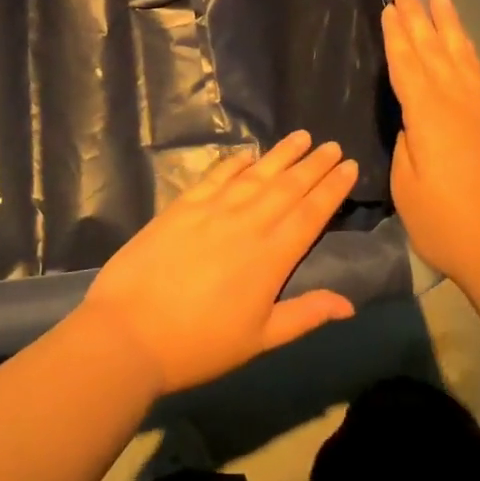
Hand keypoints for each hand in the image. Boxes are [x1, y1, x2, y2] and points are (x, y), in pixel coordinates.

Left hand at [80, 131, 359, 394]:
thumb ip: (305, 315)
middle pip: (288, 186)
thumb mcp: (260, 339)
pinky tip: (248, 154)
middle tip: (333, 145)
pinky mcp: (183, 205)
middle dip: (314, 164)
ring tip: (302, 136)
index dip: (332, 188)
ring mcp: (213, 209)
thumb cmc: (199, 344)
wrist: (130, 331)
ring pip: (256, 174)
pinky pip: (216, 175)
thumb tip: (349, 303)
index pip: (311, 213)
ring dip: (281, 154)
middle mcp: (247, 223)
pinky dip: (234, 162)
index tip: (350, 166)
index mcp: (271, 256)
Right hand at [382, 0, 479, 293]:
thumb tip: (412, 122)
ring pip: (462, 56)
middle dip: (419, 16)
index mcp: (428, 116)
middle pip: (434, 50)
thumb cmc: (445, 224)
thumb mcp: (406, 186)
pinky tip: (465, 46)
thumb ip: (406, 144)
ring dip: (450, 24)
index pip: (407, 64)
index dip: (397, 34)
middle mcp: (458, 103)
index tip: (390, 5)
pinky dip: (470, 54)